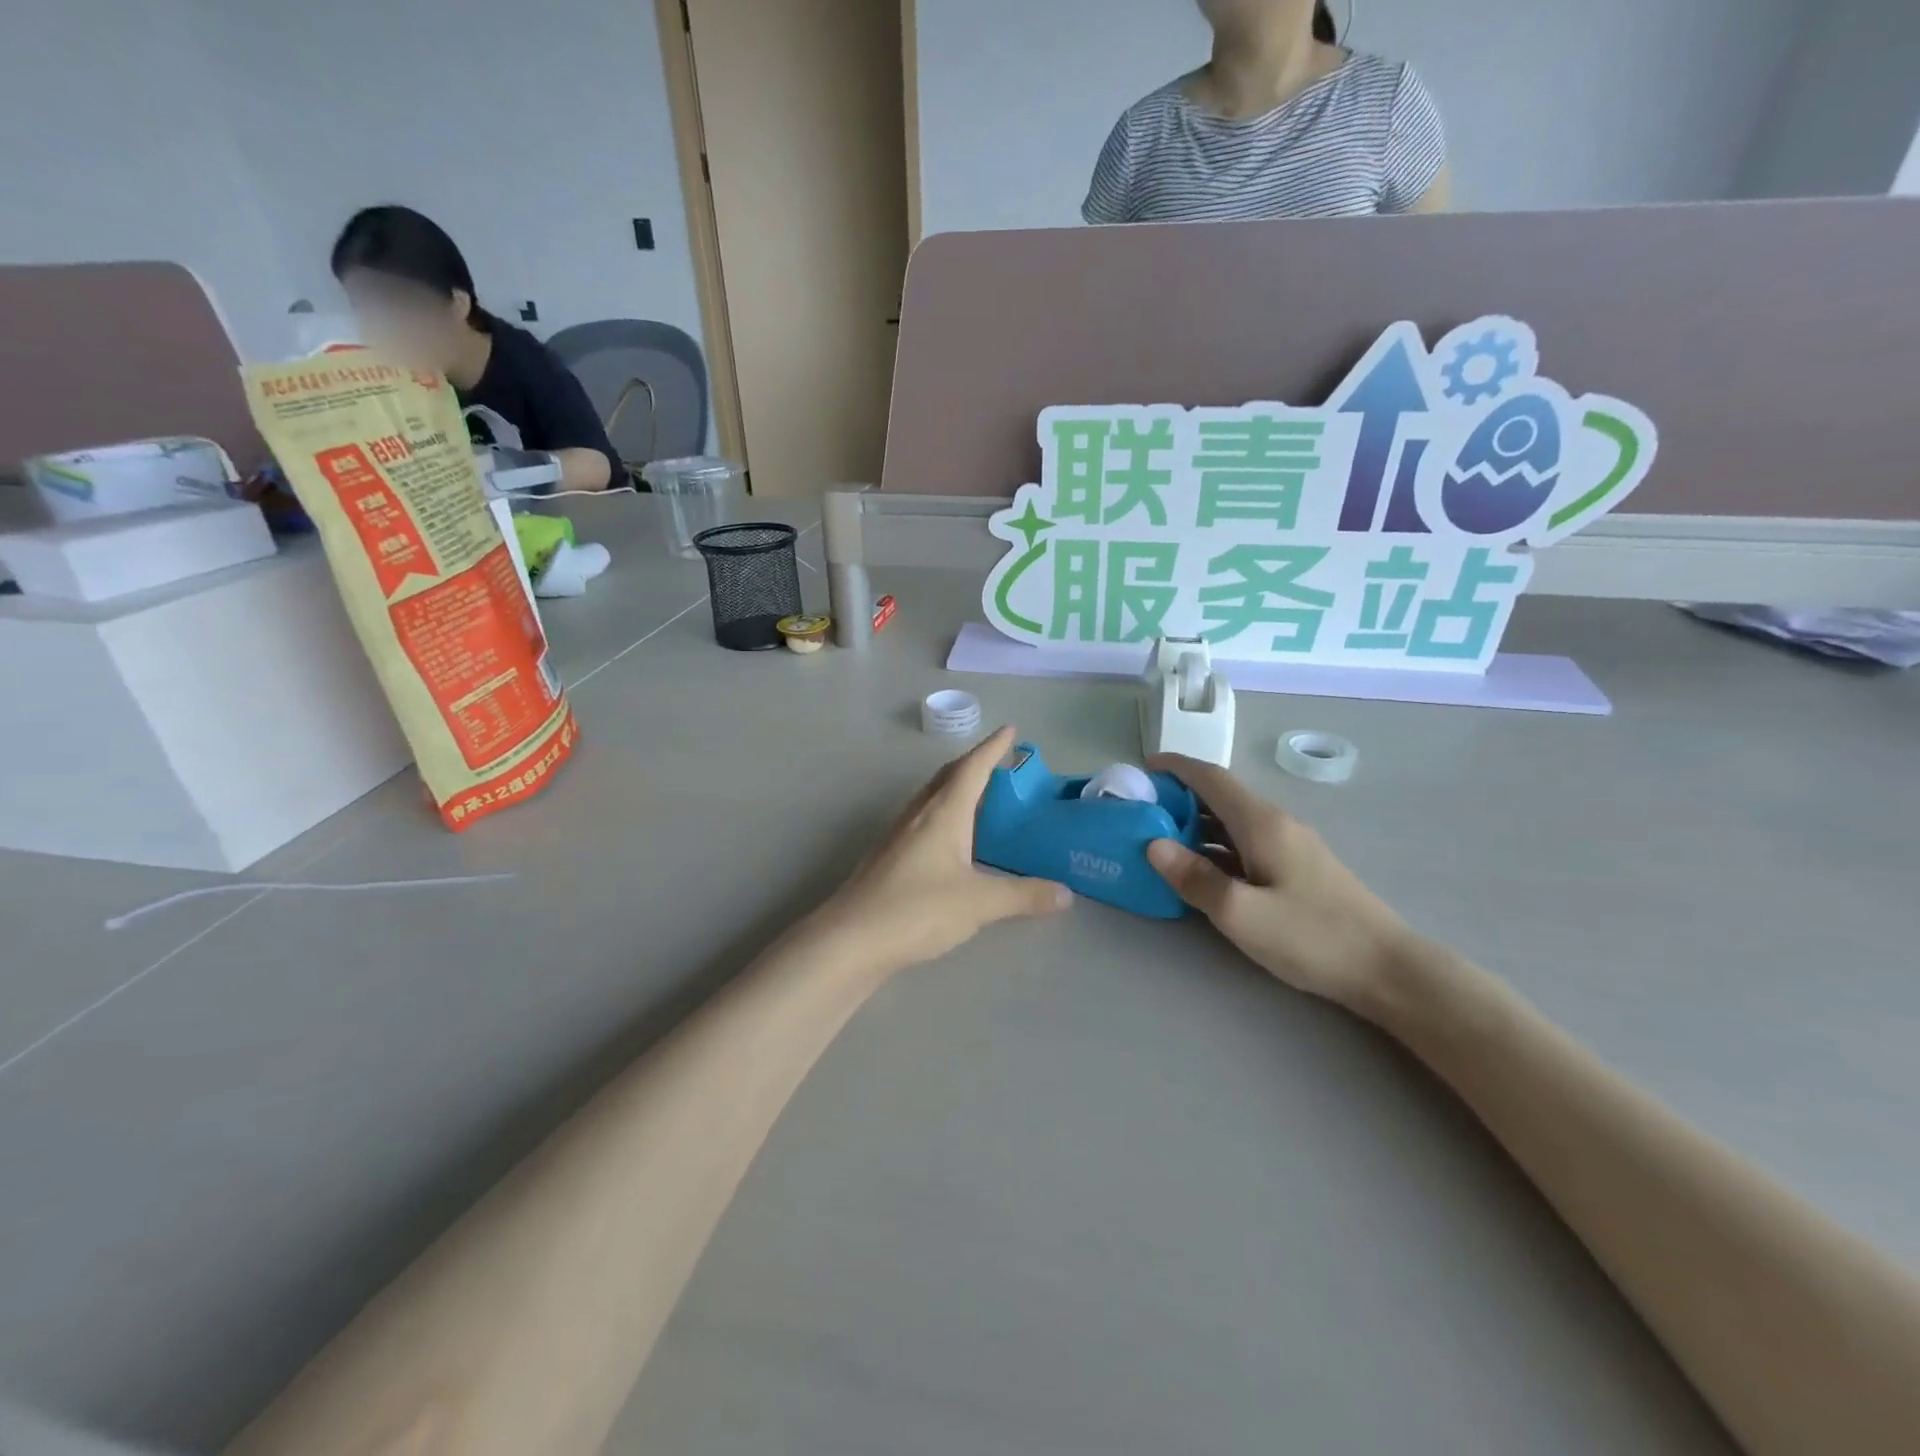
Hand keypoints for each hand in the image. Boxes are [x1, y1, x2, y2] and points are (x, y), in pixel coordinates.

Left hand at [819, 726, 1070, 973]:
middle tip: (1000, 761)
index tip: (1010, 730)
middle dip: (974, 763)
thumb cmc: (917, 909)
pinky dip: (943, 815)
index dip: (993, 748)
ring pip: (932, 798)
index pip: (972, 768)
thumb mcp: (978, 903)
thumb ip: (1023, 896)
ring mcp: (898, 835)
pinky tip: (950, 840)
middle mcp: (918, 815)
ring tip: (979, 796)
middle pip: (948, 776)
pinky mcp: (888, 858)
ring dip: (956, 788)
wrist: (850, 940)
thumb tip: (1066, 893)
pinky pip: (922, 821)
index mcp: (943, 813)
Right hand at [1145, 755, 1415, 1013]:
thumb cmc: (1312, 937)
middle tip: (1139, 811)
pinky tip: (1200, 869)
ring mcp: (1290, 846)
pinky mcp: (1297, 869)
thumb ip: (1195, 878)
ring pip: (1231, 821)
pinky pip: (1244, 843)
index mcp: (1262, 823)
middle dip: (1178, 796)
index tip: (1141, 768)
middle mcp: (1276, 824)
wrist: (1388, 969)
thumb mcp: (1242, 913)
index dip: (1175, 767)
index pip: (1211, 778)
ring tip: (1158, 838)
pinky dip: (1214, 845)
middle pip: (1220, 796)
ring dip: (1194, 823)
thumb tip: (1152, 845)